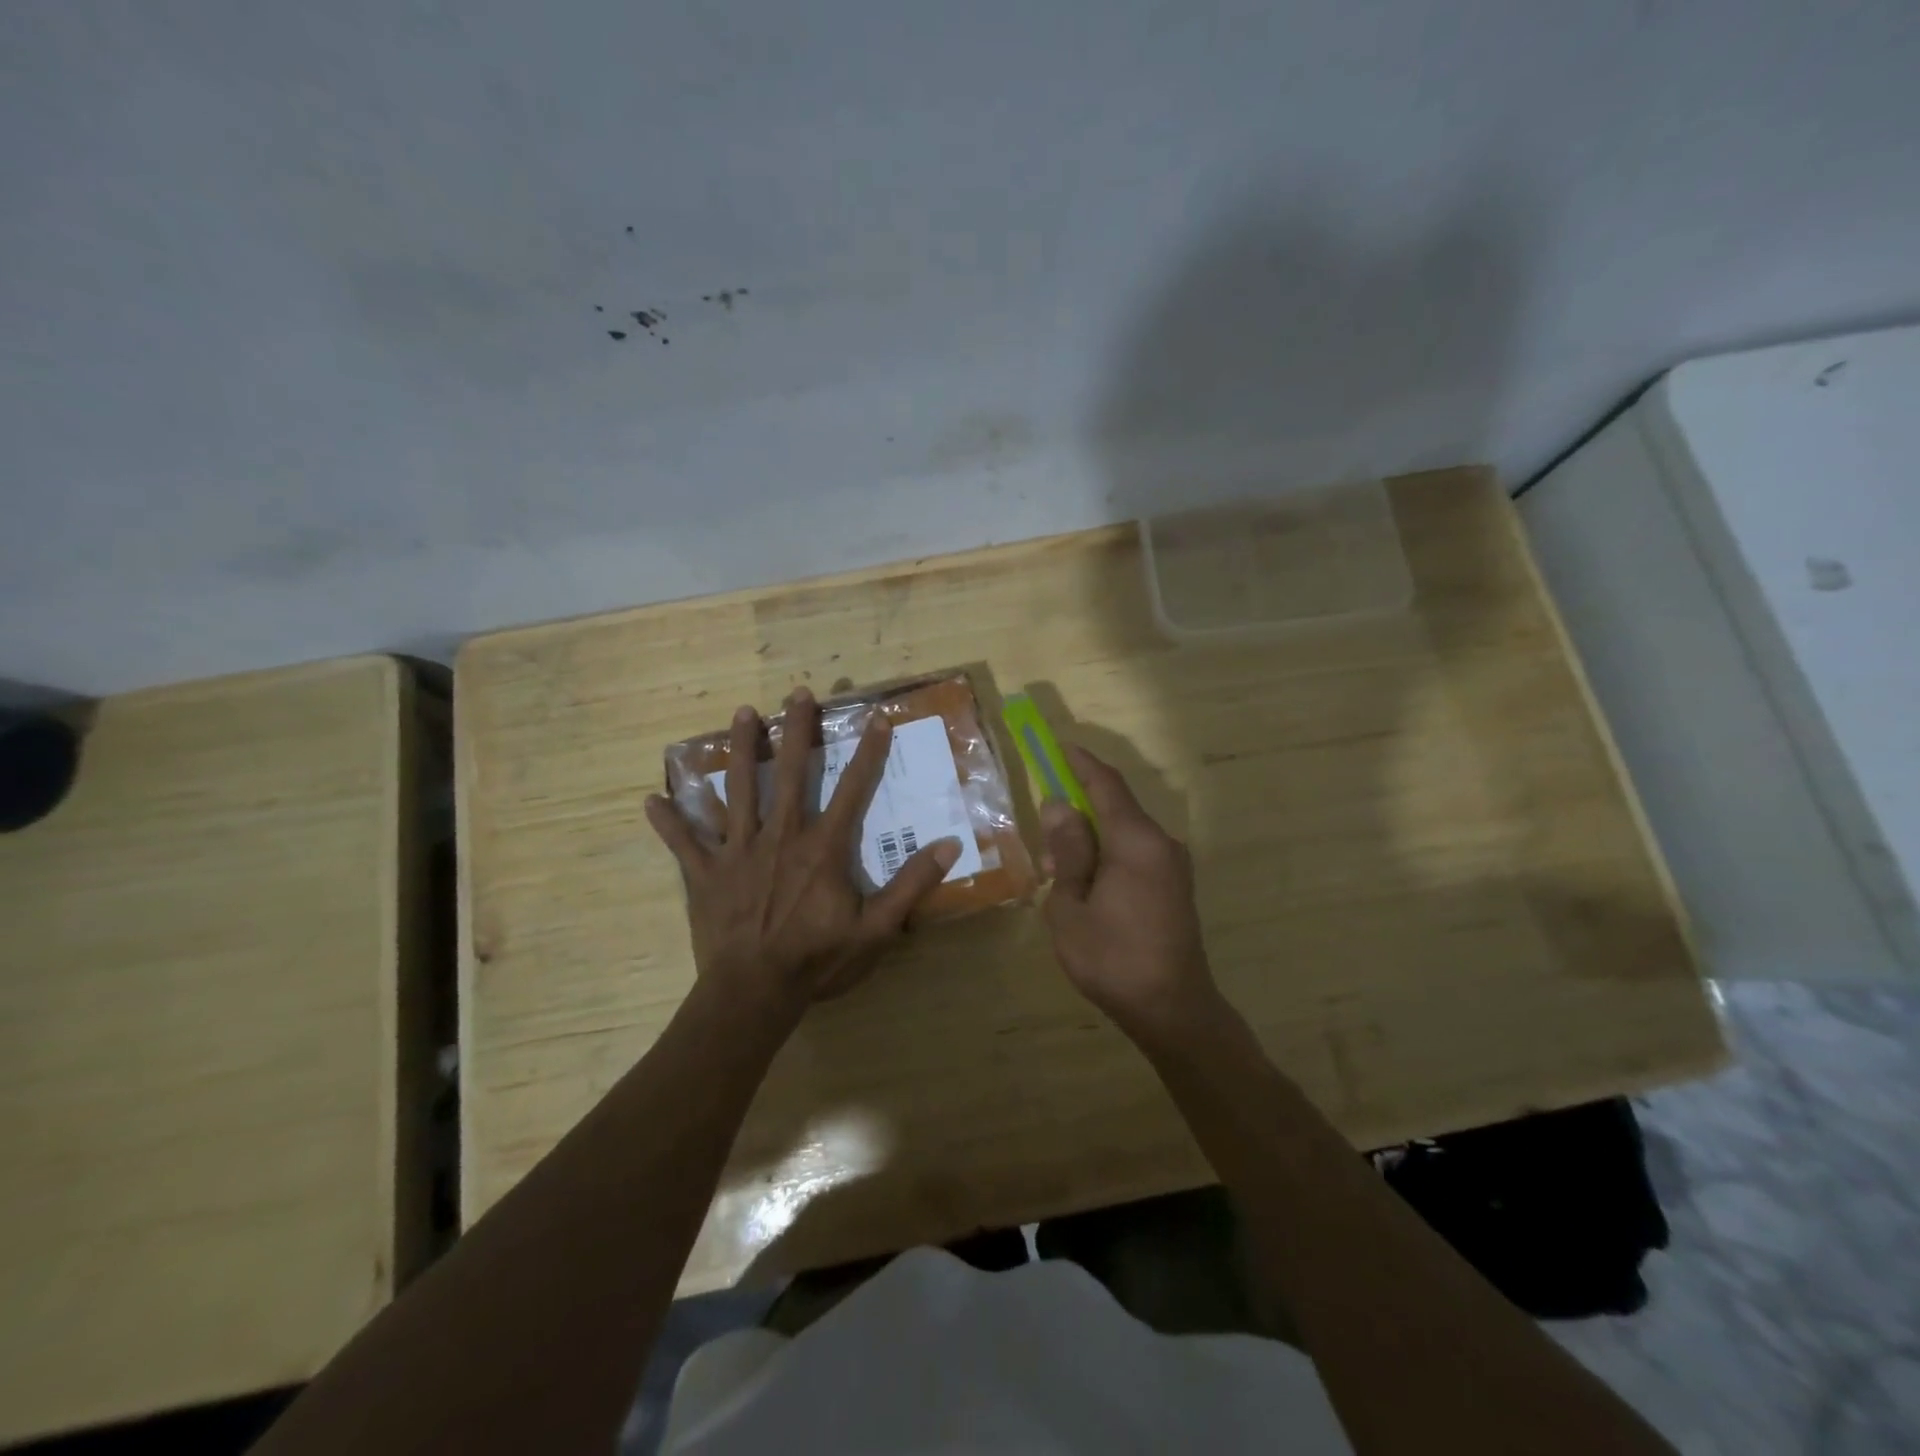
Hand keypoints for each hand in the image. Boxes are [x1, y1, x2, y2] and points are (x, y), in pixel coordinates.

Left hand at [646, 688, 961, 1017]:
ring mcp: (737, 851)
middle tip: (797, 693)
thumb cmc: (817, 960)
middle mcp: (780, 836)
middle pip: (789, 773)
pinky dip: (669, 822)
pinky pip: (684, 842)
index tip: (876, 719)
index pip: (852, 789)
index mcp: (822, 848)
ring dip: (739, 750)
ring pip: (738, 790)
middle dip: (796, 731)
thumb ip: (912, 885)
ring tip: (741, 713)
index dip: (868, 753)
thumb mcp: (876, 929)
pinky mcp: (705, 873)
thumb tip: (950, 845)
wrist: (753, 992)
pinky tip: (650, 800)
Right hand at [1040, 746, 1223, 1041]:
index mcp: (1136, 841)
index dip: (1080, 763)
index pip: (1105, 784)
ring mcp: (1172, 865)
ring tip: (1060, 879)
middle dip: (1077, 814)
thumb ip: (1067, 851)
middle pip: (1114, 809)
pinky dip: (1107, 857)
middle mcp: (1161, 843)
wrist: (1173, 1010)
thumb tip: (1059, 806)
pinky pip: (1135, 854)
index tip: (1057, 746)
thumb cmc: (1112, 958)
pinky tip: (1087, 888)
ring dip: (1090, 842)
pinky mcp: (1175, 886)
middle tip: (1045, 846)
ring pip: (1123, 834)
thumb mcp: (1071, 905)